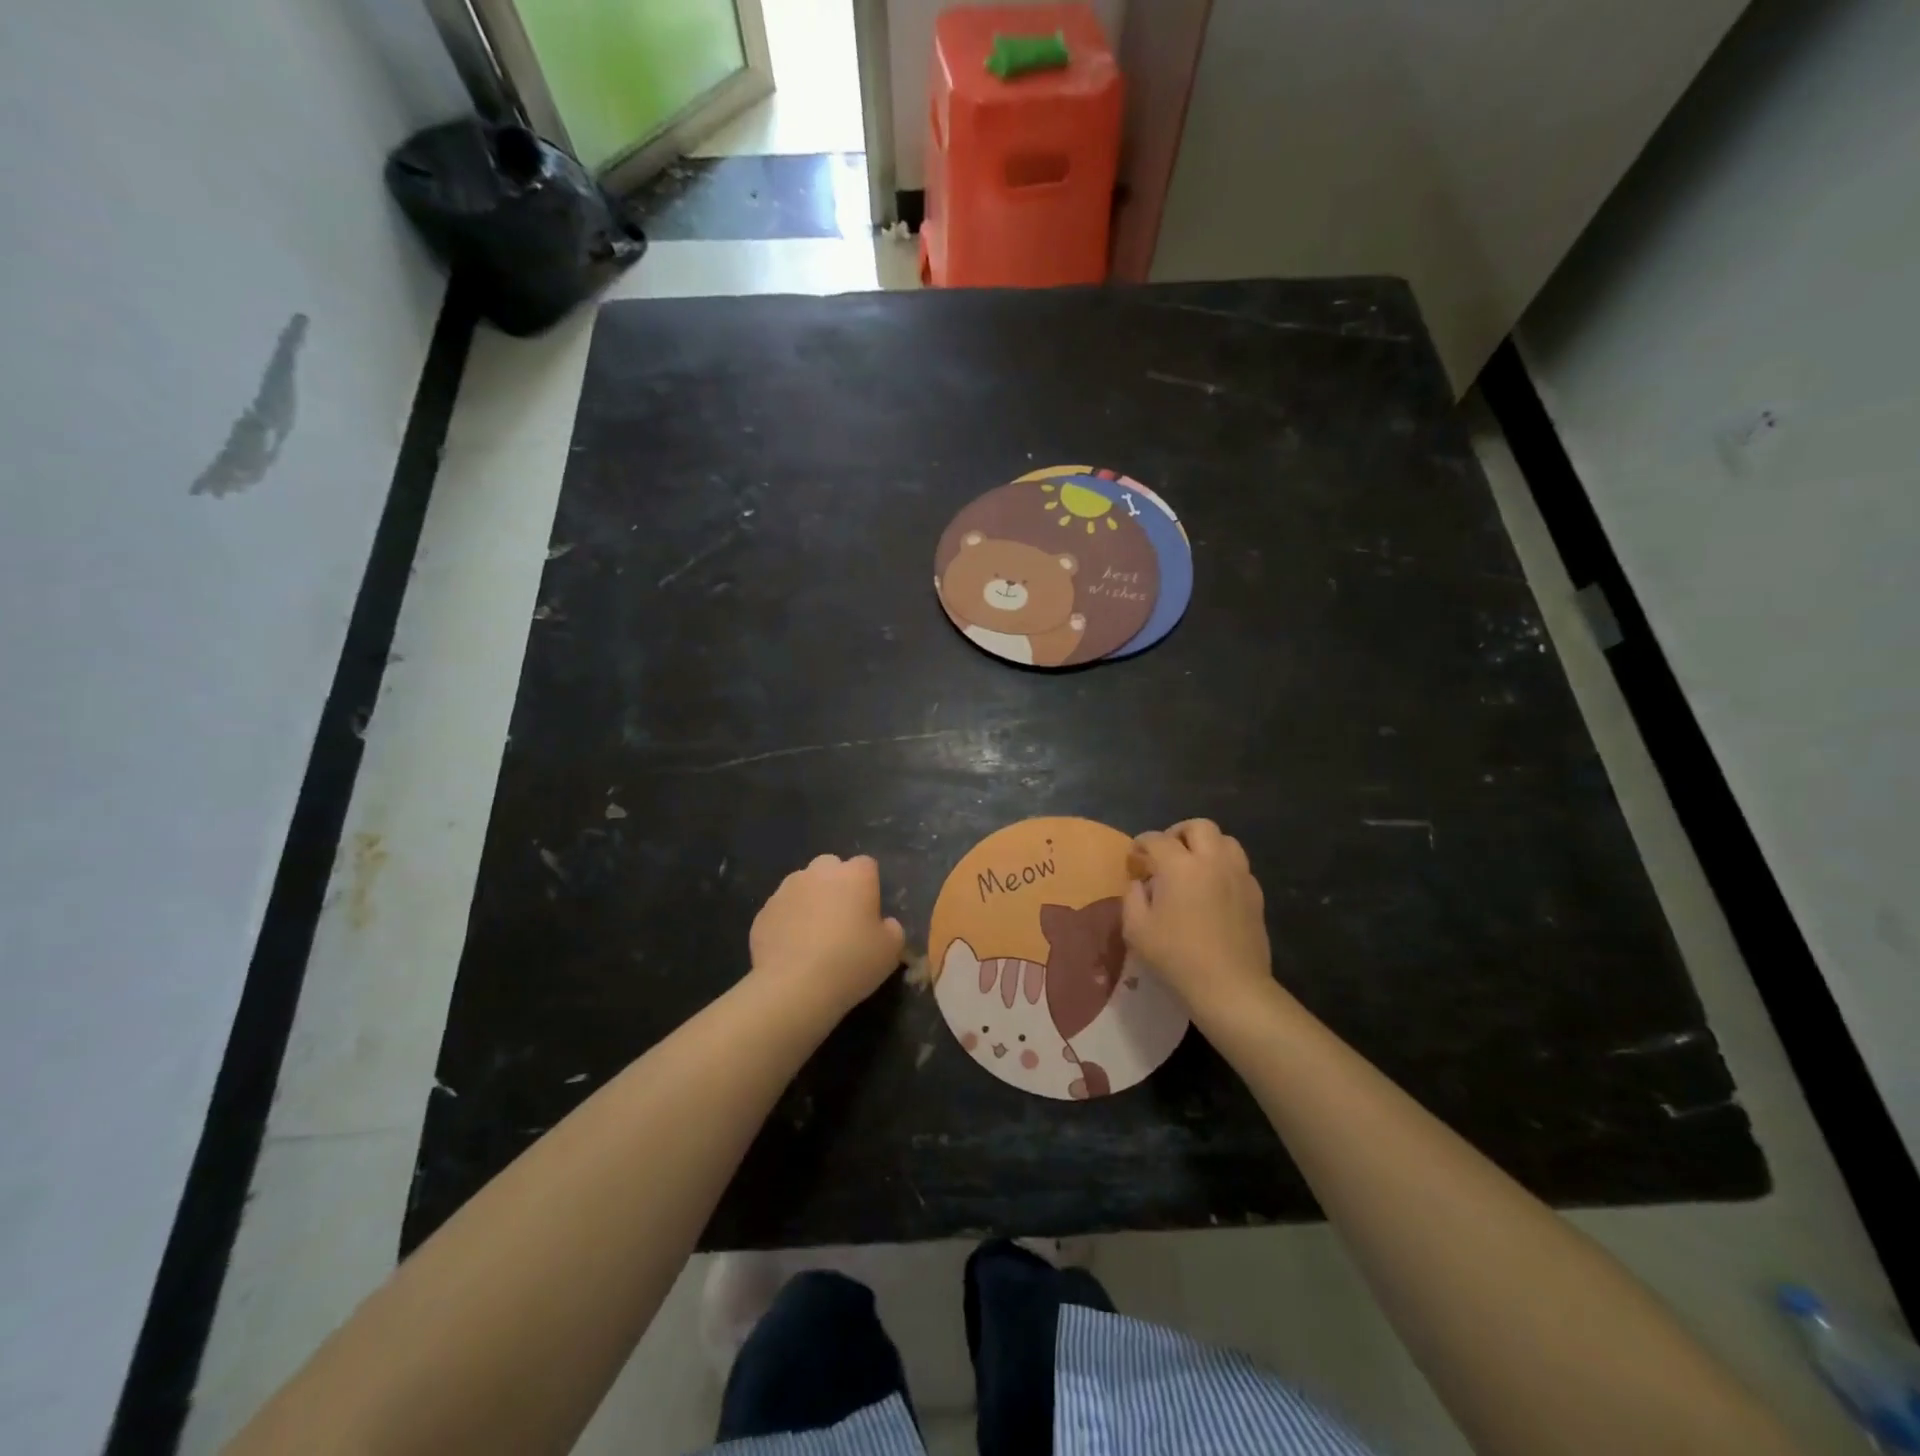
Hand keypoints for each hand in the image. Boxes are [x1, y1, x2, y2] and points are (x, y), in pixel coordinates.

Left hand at [750, 854, 905, 1015]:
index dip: (868, 886)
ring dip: (809, 900)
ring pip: (802, 885)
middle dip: (835, 884)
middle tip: (841, 919)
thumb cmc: (852, 962)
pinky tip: (792, 950)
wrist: (794, 987)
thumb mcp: (891, 950)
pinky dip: (787, 922)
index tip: (869, 912)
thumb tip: (883, 924)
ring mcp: (786, 889)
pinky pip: (781, 910)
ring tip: (812, 936)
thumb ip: (891, 928)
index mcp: (855, 875)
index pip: (866, 865)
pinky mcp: (763, 912)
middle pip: (830, 866)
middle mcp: (819, 873)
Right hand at [1123, 819, 1275, 1025]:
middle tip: (1166, 854)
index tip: (1134, 859)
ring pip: (1225, 841)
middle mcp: (1212, 861)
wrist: (1230, 986)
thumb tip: (1140, 882)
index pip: (1156, 839)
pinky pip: (1239, 866)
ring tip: (1193, 866)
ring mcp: (1239, 876)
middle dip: (1178, 833)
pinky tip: (1213, 889)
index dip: (1140, 844)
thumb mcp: (1136, 929)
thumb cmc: (1177, 957)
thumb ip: (1133, 897)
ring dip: (1206, 846)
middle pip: (1199, 827)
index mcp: (1179, 866)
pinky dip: (1223, 866)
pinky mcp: (1255, 894)